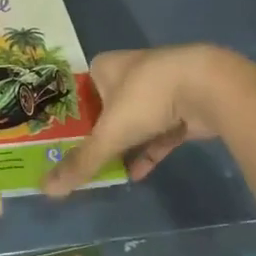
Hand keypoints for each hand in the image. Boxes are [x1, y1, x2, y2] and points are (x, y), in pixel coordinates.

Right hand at [44, 45, 250, 196]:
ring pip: (134, 122)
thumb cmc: (146, 97)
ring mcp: (158, 90)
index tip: (58, 143)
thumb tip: (47, 189)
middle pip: (105, 109)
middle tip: (81, 160)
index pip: (78, 92)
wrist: (208, 87)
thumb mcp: (109, 133)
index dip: (68, 117)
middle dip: (97, 134)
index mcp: (105, 67)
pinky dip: (148, 152)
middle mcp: (129, 73)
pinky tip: (137, 174)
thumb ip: (83, 161)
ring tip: (106, 171)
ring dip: (123, 146)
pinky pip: (158, 133)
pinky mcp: (182, 108)